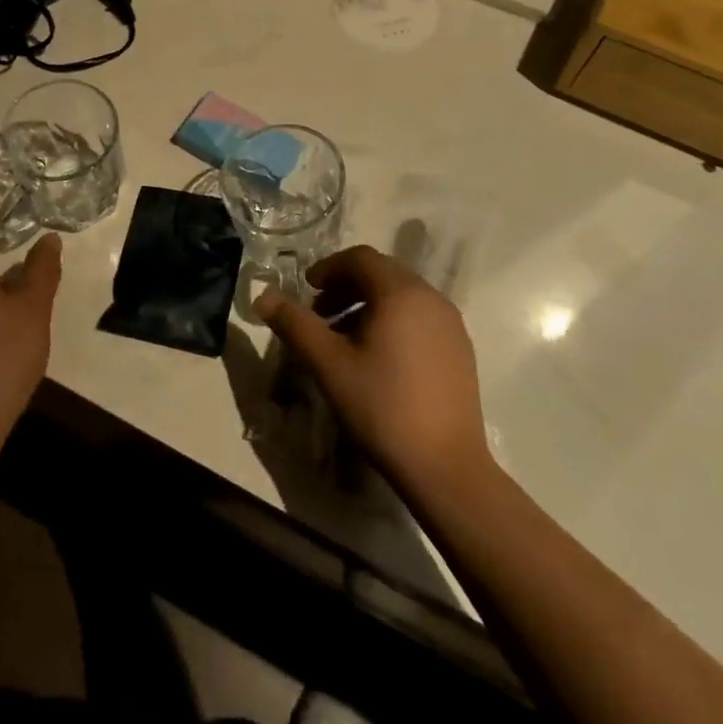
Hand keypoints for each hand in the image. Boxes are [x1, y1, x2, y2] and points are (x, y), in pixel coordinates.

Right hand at [256, 246, 490, 497]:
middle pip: (382, 273)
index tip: (306, 291)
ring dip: (368, 305)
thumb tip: (262, 296)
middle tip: (319, 315)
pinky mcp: (460, 349)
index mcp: (401, 293)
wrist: (445, 465)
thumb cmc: (382, 407)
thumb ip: (294, 324)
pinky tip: (377, 359)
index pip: (360, 258)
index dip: (328, 268)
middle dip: (346, 286)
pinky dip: (392, 321)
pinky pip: (419, 317)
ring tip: (344, 339)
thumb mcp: (328, 364)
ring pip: (401, 296)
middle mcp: (431, 298)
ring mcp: (451, 324)